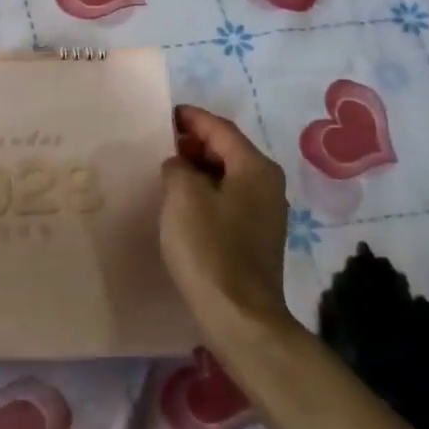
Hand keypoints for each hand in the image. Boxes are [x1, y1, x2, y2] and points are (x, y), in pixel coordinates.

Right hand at [159, 104, 292, 340]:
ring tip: (166, 171)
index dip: (192, 118)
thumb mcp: (183, 196)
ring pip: (228, 176)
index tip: (165, 114)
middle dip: (195, 143)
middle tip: (160, 143)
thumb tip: (179, 165)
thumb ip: (178, 167)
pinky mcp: (255, 237)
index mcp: (255, 168)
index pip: (221, 129)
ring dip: (199, 169)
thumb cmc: (209, 248)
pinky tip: (182, 204)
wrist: (238, 314)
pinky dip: (206, 192)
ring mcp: (265, 213)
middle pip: (228, 150)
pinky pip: (228, 200)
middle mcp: (268, 185)